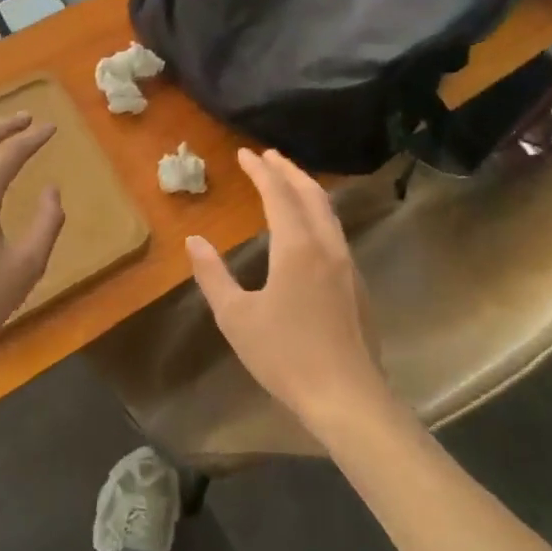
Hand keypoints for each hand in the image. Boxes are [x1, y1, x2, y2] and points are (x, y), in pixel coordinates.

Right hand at [185, 148, 394, 439]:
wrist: (347, 397)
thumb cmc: (285, 356)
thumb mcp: (236, 317)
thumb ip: (213, 275)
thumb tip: (194, 241)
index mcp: (297, 247)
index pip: (278, 194)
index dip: (261, 171)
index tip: (245, 154)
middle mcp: (326, 245)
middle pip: (310, 194)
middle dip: (288, 171)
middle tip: (269, 156)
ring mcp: (347, 264)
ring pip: (328, 212)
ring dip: (307, 189)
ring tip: (289, 181)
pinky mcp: (357, 284)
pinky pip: (336, 231)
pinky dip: (319, 212)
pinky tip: (309, 228)